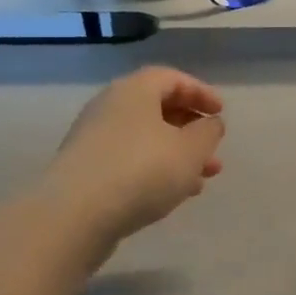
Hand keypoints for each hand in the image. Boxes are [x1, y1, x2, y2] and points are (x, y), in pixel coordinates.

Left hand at [47, 67, 226, 245]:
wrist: (74, 216)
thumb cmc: (141, 171)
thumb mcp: (190, 151)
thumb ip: (208, 133)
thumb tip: (210, 123)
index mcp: (134, 90)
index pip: (171, 78)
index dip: (200, 92)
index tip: (221, 113)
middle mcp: (110, 107)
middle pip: (157, 108)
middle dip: (190, 129)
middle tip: (213, 150)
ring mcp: (93, 139)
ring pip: (145, 138)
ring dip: (176, 154)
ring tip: (202, 179)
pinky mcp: (85, 170)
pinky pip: (128, 160)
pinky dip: (154, 170)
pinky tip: (172, 194)